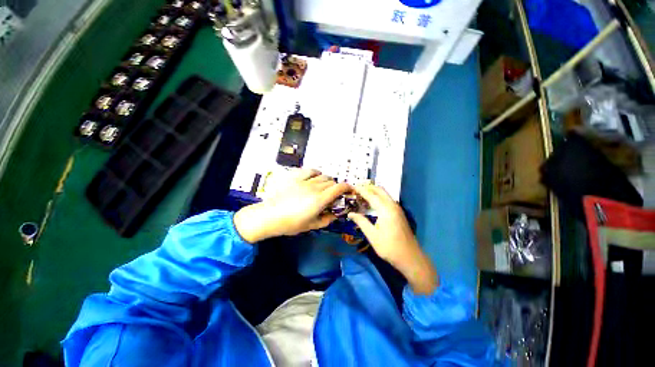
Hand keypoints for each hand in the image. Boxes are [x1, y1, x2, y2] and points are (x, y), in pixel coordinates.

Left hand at [234, 169, 350, 242]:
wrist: (269, 216)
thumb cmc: (291, 224)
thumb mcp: (312, 225)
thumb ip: (327, 219)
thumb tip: (336, 214)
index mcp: (320, 200)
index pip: (339, 187)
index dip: (348, 187)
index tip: (350, 191)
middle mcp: (315, 187)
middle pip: (332, 182)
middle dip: (337, 188)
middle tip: (335, 196)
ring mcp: (305, 181)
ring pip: (323, 176)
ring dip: (328, 182)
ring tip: (324, 189)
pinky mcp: (296, 178)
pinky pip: (310, 170)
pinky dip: (316, 173)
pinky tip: (315, 178)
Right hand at [348, 184, 437, 293]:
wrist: (410, 257)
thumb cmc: (389, 247)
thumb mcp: (372, 235)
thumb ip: (361, 222)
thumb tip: (350, 214)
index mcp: (386, 210)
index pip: (371, 195)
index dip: (361, 190)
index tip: (352, 187)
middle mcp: (393, 205)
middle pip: (379, 190)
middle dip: (368, 188)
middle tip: (356, 190)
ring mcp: (397, 208)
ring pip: (384, 194)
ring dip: (373, 192)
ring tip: (362, 195)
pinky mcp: (399, 212)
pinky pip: (387, 199)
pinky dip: (378, 197)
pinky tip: (372, 203)